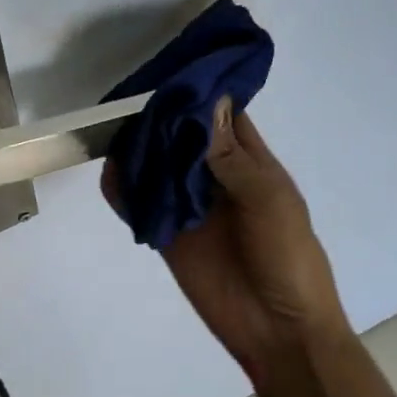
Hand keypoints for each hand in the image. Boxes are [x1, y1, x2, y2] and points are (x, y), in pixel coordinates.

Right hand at [111, 99, 349, 386]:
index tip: (168, 67)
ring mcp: (189, 207)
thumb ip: (231, 158)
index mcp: (249, 163)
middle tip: (126, 95)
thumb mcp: (268, 201)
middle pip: (181, 136)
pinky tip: (108, 173)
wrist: (279, 329)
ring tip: (110, 127)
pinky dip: (122, 191)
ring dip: (138, 150)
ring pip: (156, 167)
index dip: (198, 91)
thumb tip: (204, 103)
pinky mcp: (167, 235)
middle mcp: (215, 177)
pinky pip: (139, 207)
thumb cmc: (287, 257)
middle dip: (159, 117)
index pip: (220, 114)